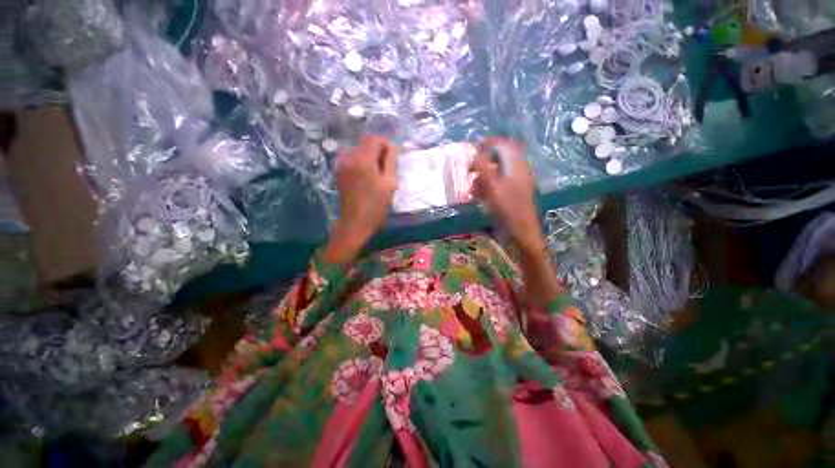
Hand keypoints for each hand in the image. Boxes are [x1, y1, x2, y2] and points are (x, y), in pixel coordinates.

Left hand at [324, 136, 396, 263]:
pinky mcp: (339, 171)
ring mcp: (341, 164)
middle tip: (386, 168)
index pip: (375, 138)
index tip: (392, 157)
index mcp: (363, 159)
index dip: (385, 144)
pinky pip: (352, 159)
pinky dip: (361, 163)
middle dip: (377, 151)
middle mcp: (349, 157)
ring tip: (375, 174)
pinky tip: (365, 178)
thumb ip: (391, 161)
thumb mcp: (389, 183)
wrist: (355, 222)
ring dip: (369, 157)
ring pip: (358, 151)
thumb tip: (392, 147)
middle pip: (365, 143)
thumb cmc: (376, 205)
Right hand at [470, 138, 542, 253]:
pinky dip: (487, 187)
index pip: (505, 145)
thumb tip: (475, 153)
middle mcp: (518, 171)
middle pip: (500, 159)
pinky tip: (479, 197)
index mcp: (517, 166)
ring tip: (473, 188)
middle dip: (483, 163)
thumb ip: (483, 168)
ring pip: (497, 173)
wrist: (520, 232)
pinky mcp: (512, 194)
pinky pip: (498, 185)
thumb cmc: (507, 209)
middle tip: (470, 171)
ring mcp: (516, 184)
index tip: (474, 148)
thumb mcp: (492, 186)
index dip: (490, 143)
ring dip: (483, 177)